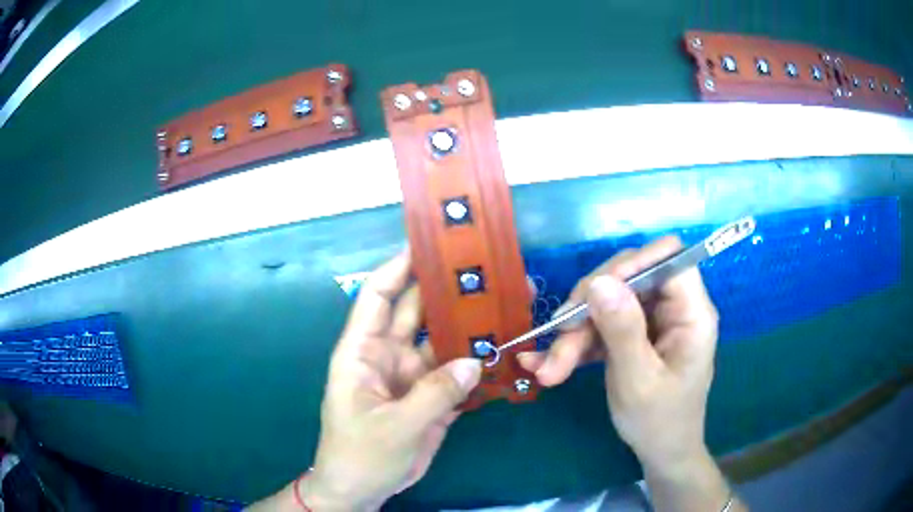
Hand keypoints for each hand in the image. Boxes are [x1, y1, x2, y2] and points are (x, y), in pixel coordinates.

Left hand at [251, 250, 481, 510]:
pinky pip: (457, 373)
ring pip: (443, 341)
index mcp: (363, 351)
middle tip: (486, 272)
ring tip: (506, 307)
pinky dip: (477, 364)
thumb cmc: (360, 454)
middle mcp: (389, 356)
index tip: (431, 244)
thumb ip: (434, 394)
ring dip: (470, 327)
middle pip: (418, 312)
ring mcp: (413, 376)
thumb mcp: (394, 426)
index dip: (399, 267)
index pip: (378, 296)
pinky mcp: (432, 398)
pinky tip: (505, 352)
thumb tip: (473, 361)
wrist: (363, 490)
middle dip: (447, 292)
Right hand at [517, 236, 718, 470]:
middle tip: (559, 339)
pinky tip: (546, 365)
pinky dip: (575, 344)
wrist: (660, 452)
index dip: (632, 264)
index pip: (668, 258)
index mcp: (691, 312)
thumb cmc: (659, 422)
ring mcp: (651, 321)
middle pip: (628, 278)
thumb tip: (599, 282)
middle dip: (589, 307)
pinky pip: (601, 325)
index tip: (594, 292)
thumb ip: (622, 330)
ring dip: (574, 333)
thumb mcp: (639, 381)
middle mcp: (672, 308)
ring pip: (607, 303)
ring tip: (549, 369)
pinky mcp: (632, 335)